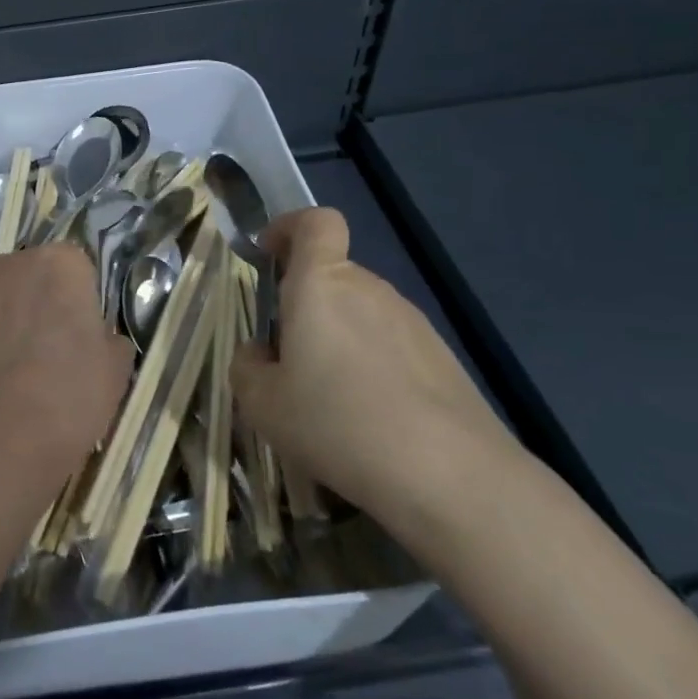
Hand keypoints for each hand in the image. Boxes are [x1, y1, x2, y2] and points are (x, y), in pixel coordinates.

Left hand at [0, 245, 133, 474]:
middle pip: (32, 275)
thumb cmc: (68, 395)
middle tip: (47, 348)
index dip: (78, 301)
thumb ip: (111, 341)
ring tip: (11, 366)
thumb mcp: (115, 372)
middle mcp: (14, 262)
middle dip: (39, 302)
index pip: (76, 269)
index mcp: (62, 264)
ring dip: (6, 317)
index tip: (79, 334)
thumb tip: (101, 338)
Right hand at [231, 207, 517, 523]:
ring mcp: (412, 321)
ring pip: (360, 313)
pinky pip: (391, 344)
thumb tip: (258, 352)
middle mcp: (369, 289)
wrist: (451, 476)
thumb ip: (247, 368)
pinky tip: (371, 418)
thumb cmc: (338, 423)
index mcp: (321, 285)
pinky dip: (372, 365)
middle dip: (304, 305)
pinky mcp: (442, 357)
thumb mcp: (263, 405)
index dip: (289, 227)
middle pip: (332, 276)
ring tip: (329, 400)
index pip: (315, 223)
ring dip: (338, 339)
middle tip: (286, 359)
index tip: (267, 254)